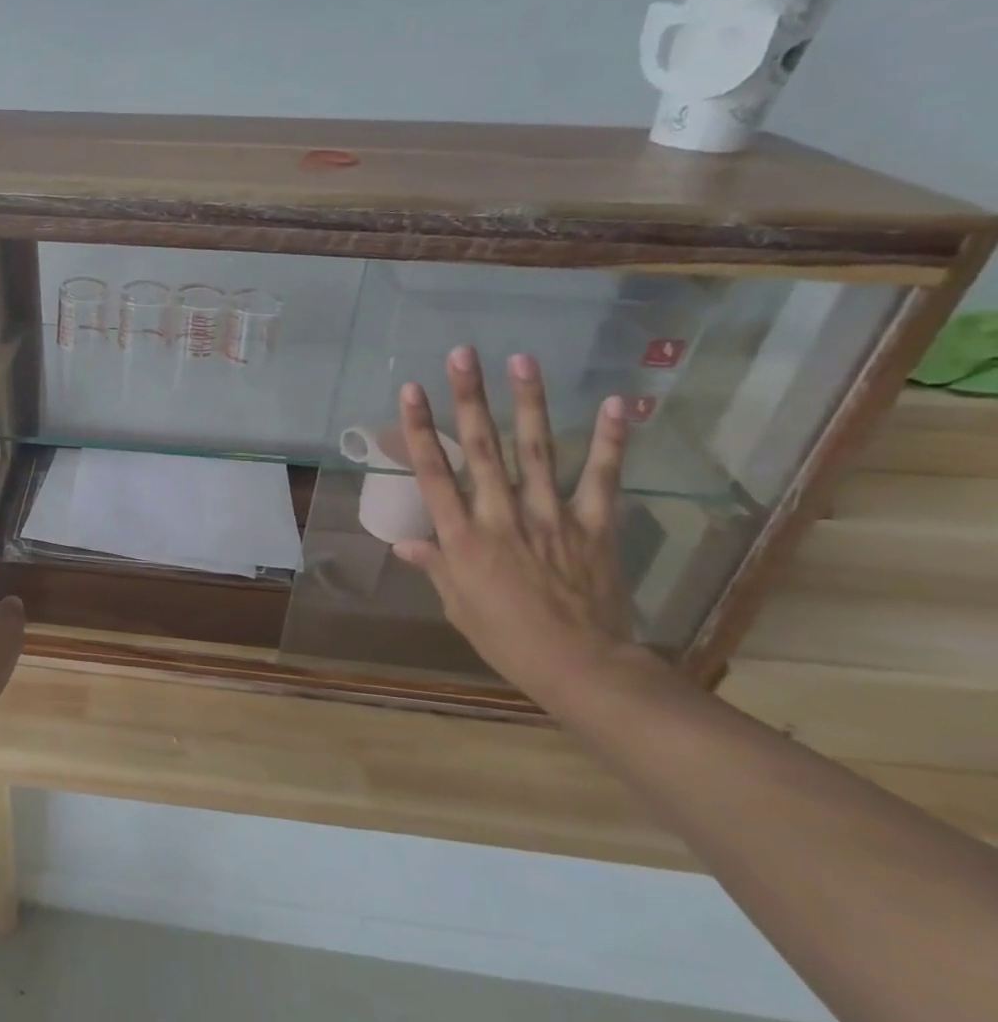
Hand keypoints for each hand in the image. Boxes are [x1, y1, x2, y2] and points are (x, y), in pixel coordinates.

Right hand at [391, 346, 659, 707]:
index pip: (434, 473)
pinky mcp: (594, 526)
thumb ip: (435, 565)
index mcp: (462, 537)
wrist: (581, 667)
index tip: (410, 390)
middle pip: (480, 449)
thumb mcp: (458, 605)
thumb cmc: (506, 638)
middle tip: (462, 354)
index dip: (420, 429)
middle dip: (468, 398)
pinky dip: (610, 441)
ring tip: (522, 361)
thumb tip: (404, 543)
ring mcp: (551, 517)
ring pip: (535, 451)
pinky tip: (618, 404)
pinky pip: (602, 478)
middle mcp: (501, 516)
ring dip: (528, 403)